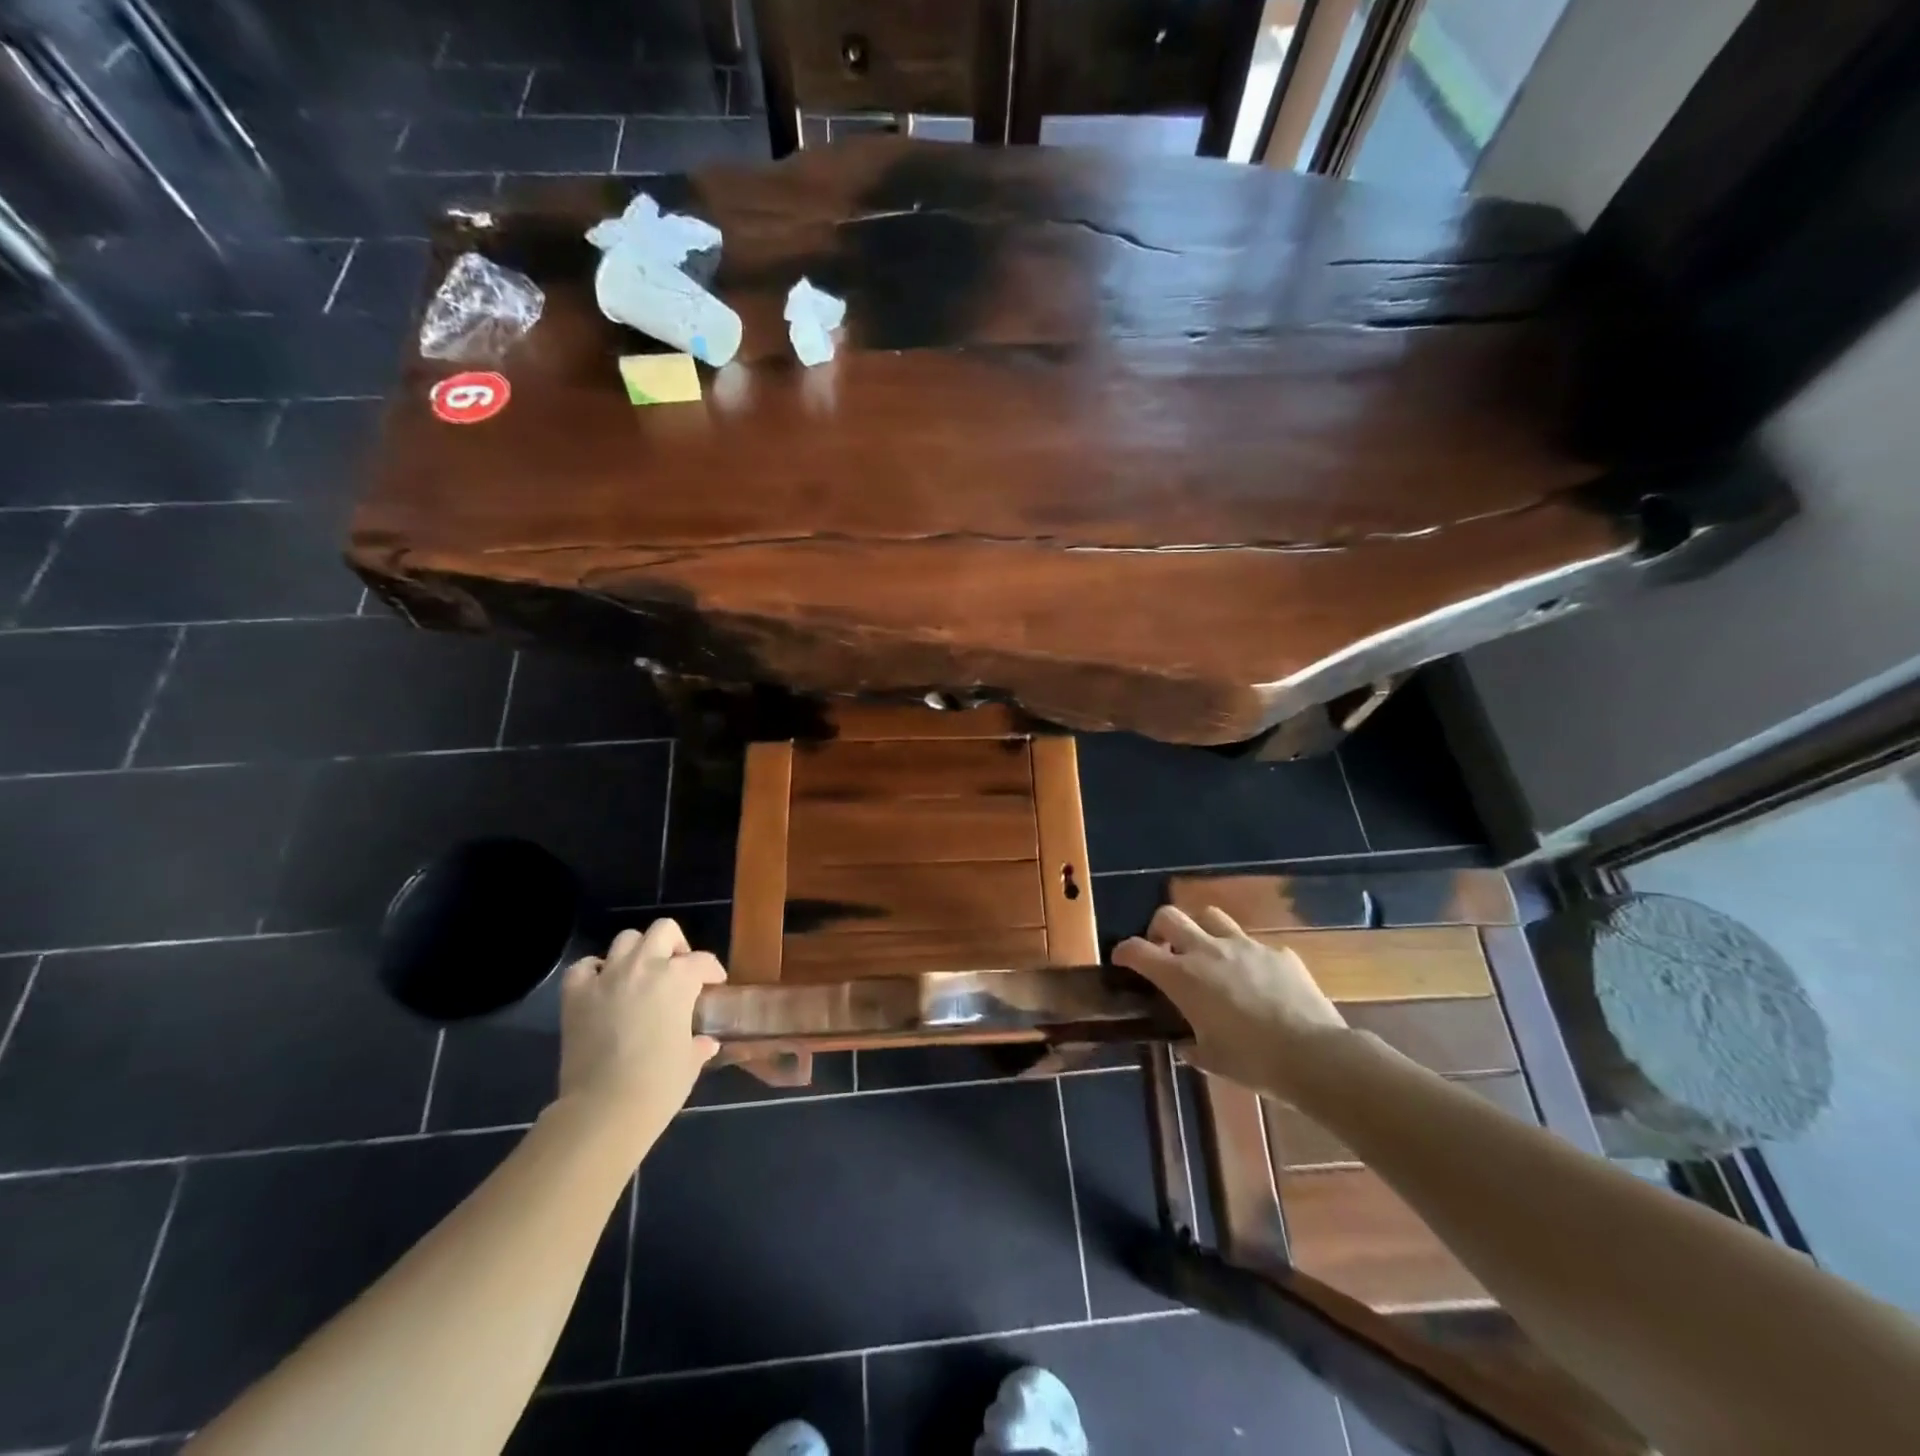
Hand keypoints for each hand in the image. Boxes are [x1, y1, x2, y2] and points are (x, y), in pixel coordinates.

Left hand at [554, 919, 725, 1157]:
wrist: (604, 1109)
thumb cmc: (659, 1085)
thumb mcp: (690, 1062)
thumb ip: (698, 1044)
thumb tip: (705, 1043)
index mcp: (679, 979)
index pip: (703, 961)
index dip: (712, 971)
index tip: (714, 984)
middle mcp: (644, 967)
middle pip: (663, 931)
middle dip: (674, 945)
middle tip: (676, 969)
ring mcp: (607, 977)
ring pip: (625, 940)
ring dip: (636, 953)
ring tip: (639, 976)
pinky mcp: (576, 995)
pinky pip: (584, 967)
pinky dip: (594, 971)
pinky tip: (602, 987)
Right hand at [1113, 905, 1346, 1097]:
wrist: (1316, 1056)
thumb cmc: (1253, 1062)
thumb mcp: (1212, 1060)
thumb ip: (1192, 1045)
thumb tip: (1187, 1043)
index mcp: (1183, 977)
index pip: (1137, 950)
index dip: (1124, 951)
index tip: (1122, 958)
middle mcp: (1208, 951)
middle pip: (1170, 916)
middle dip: (1159, 929)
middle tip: (1164, 950)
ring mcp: (1245, 946)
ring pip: (1211, 916)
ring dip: (1201, 931)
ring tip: (1208, 955)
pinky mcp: (1278, 952)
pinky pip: (1254, 945)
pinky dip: (1247, 958)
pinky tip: (1258, 981)